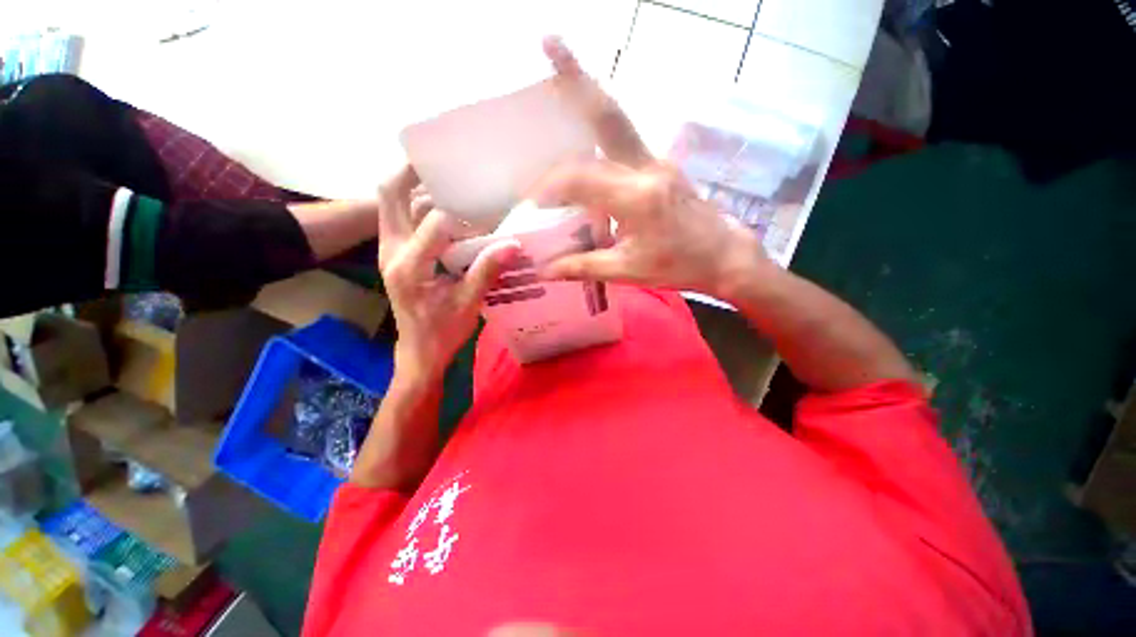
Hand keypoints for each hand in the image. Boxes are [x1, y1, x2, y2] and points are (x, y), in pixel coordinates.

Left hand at [378, 165, 519, 380]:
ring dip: (414, 187)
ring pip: (392, 204)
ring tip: (445, 178)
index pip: (435, 224)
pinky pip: (399, 217)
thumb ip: (487, 271)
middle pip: (390, 196)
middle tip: (440, 160)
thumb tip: (514, 243)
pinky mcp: (396, 254)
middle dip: (411, 172)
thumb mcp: (469, 304)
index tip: (488, 215)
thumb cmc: (443, 333)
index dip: (465, 216)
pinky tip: (443, 206)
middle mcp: (392, 251)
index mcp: (410, 266)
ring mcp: (389, 251)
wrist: (419, 352)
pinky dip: (417, 204)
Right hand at [536, 38, 768, 300]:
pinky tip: (584, 131)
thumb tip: (544, 270)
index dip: (551, 187)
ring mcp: (658, 161)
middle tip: (548, 39)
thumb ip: (584, 267)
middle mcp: (647, 168)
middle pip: (608, 117)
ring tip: (560, 63)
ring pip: (618, 121)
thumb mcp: (628, 270)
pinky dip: (601, 128)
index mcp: (638, 198)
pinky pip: (626, 141)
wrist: (724, 256)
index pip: (581, 179)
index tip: (533, 201)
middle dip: (576, 79)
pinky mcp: (661, 164)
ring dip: (589, 93)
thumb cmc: (677, 266)